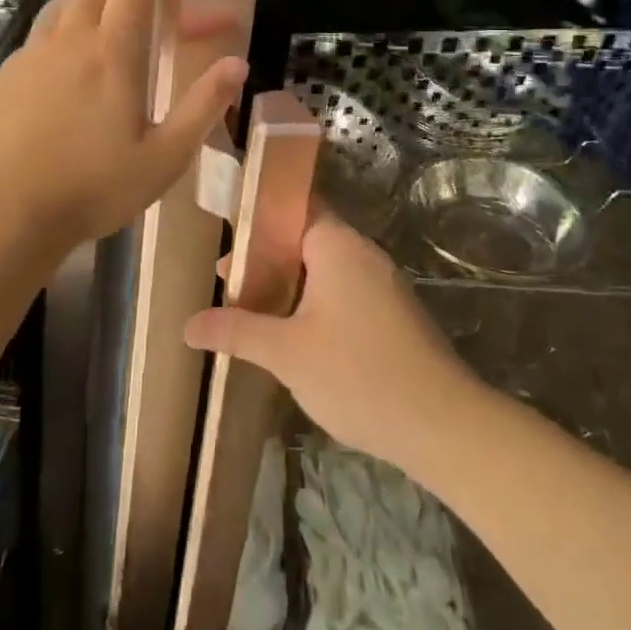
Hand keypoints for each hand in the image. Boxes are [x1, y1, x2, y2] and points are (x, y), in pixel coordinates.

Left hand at [0, 0, 246, 257]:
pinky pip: (36, 39)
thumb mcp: (164, 158)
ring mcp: (30, 56)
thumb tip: (237, 64)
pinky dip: (58, 38)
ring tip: (103, 38)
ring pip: (62, 6)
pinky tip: (62, 78)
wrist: (1, 214)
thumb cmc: (92, 188)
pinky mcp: (4, 77)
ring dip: (87, 6)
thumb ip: (203, 106)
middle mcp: (69, 41)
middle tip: (141, 8)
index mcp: (113, 53)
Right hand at [184, 216, 482, 473]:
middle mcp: (362, 253)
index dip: (258, 215)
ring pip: (324, 269)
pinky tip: (293, 336)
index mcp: (337, 244)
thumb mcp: (286, 353)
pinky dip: (313, 302)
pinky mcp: (392, 314)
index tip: (225, 234)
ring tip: (252, 312)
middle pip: (305, 237)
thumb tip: (188, 324)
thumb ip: (237, 331)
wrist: (442, 424)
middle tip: (228, 282)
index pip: (293, 205)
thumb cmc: (357, 374)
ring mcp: (381, 284)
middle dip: (265, 257)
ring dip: (288, 284)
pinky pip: (343, 292)